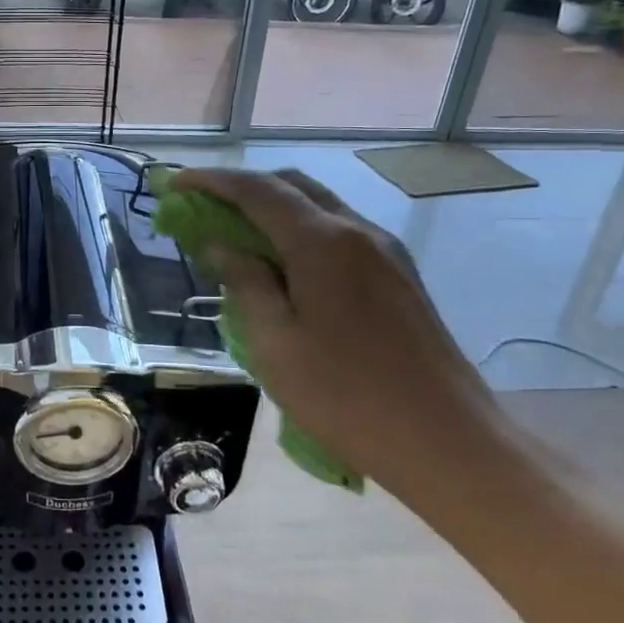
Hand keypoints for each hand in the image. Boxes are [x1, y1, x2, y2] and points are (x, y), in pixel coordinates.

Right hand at [171, 167, 492, 493]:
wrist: (448, 441)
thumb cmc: (347, 396)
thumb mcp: (275, 343)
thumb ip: (244, 283)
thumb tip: (219, 245)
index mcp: (322, 241)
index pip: (257, 190)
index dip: (211, 181)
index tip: (175, 183)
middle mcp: (357, 230)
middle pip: (292, 186)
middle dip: (244, 188)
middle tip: (206, 210)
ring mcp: (386, 251)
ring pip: (320, 208)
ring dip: (275, 210)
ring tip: (240, 240)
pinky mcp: (400, 276)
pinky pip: (340, 234)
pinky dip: (302, 233)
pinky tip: (287, 268)